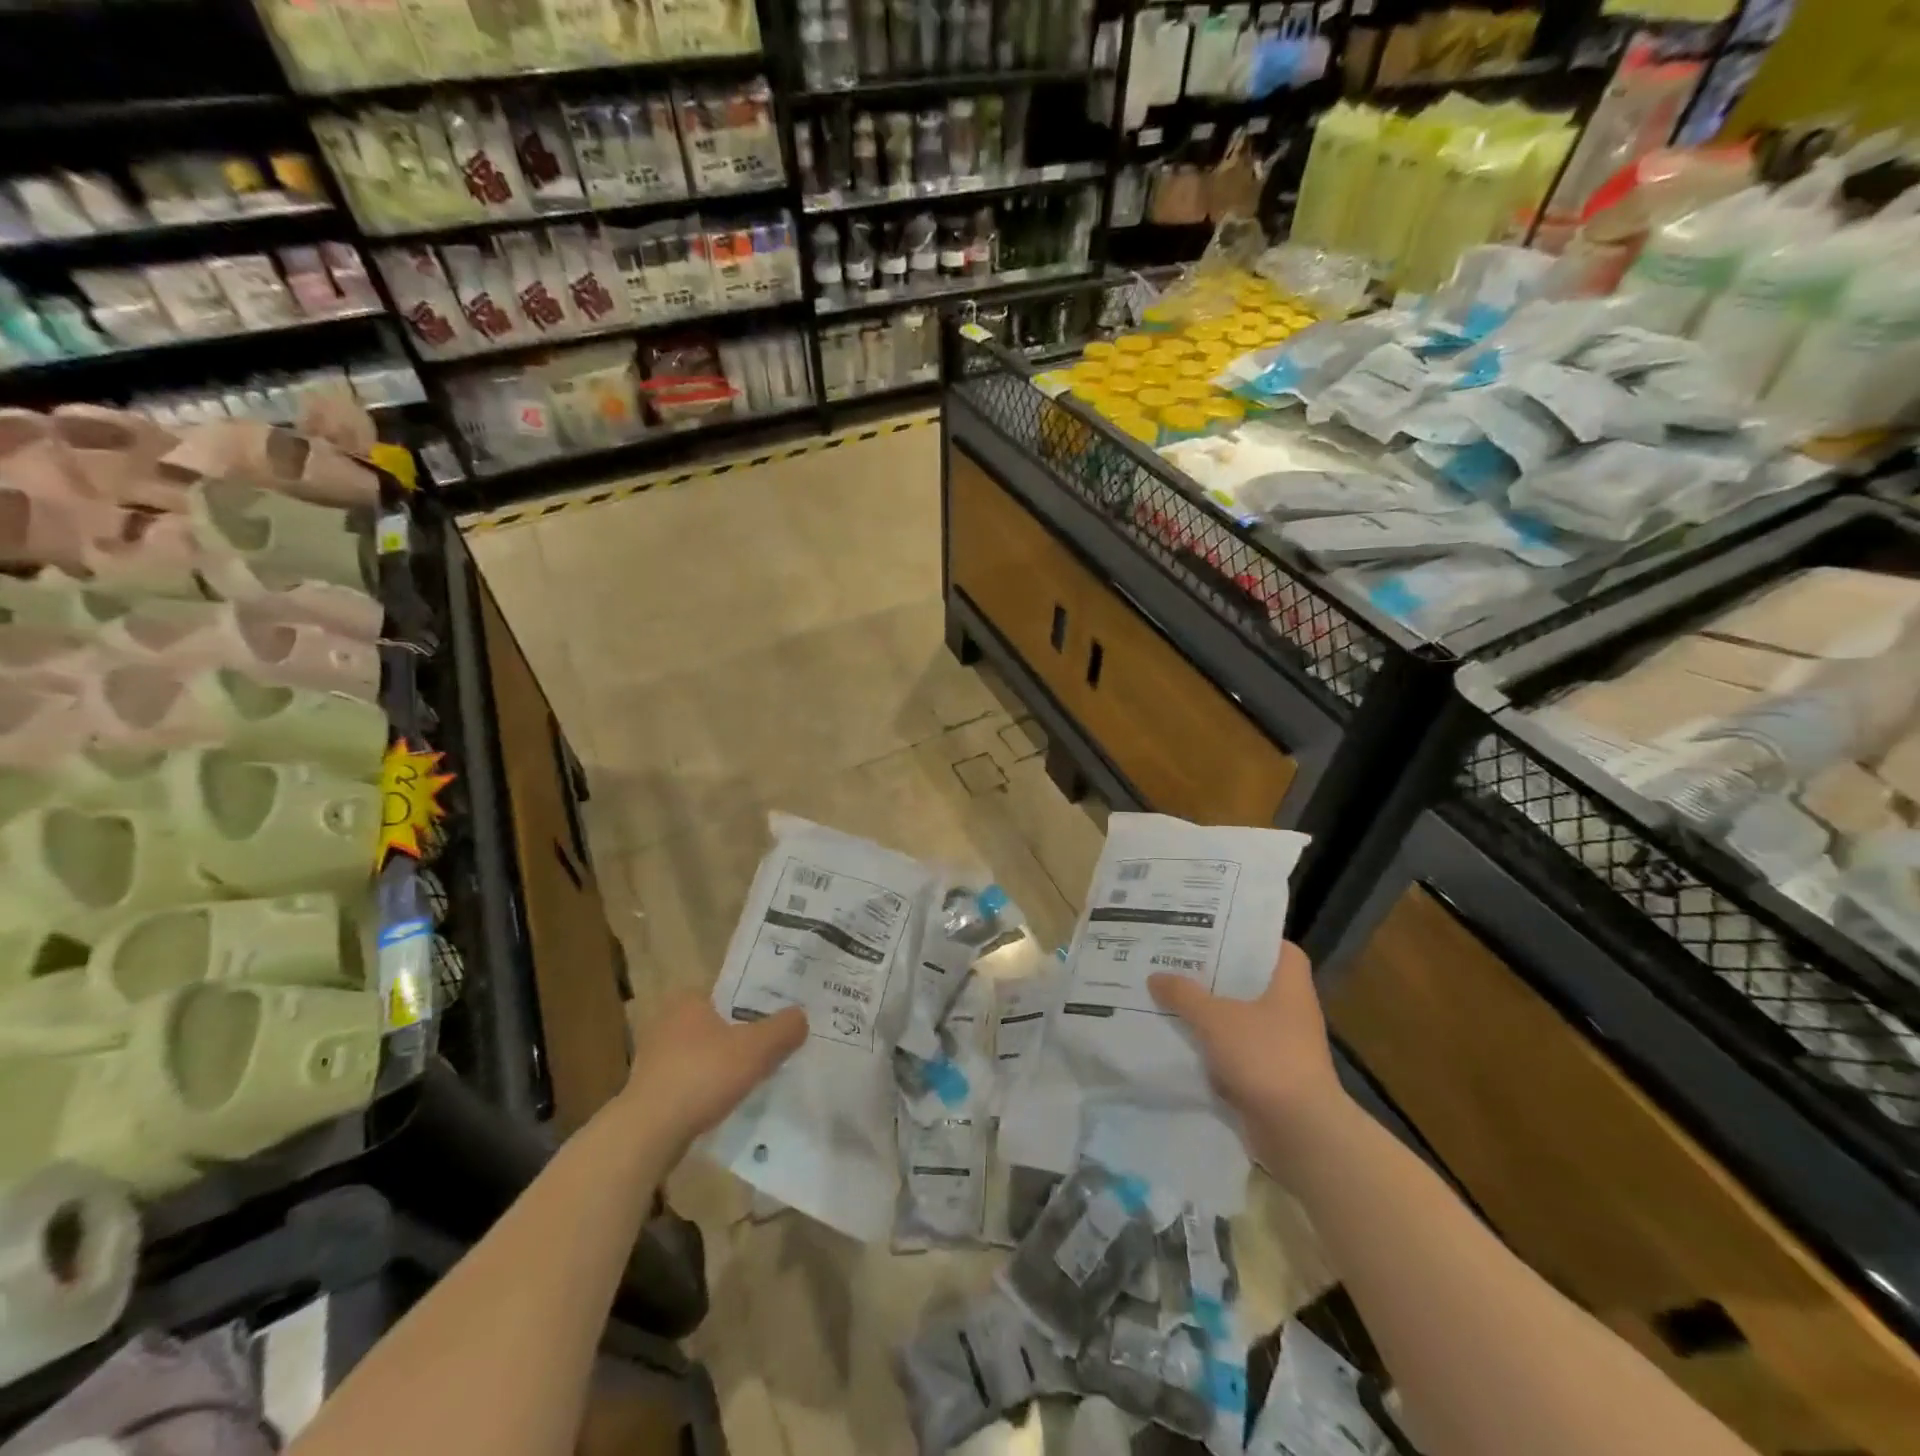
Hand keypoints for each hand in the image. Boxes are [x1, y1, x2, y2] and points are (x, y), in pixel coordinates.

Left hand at [621, 992, 807, 1148]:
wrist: (648, 1133)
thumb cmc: (702, 1076)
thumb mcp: (757, 1048)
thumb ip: (784, 1029)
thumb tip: (801, 1017)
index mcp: (689, 999)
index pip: (731, 992)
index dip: (757, 1004)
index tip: (778, 1018)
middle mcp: (667, 1020)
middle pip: (719, 1023)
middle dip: (743, 1035)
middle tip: (774, 1047)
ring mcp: (655, 1056)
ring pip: (705, 1053)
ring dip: (725, 1064)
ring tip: (756, 1076)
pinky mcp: (651, 1089)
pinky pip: (691, 1079)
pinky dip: (709, 1087)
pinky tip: (727, 1101)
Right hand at [1149, 942, 1349, 1163]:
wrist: (1298, 1131)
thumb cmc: (1265, 1057)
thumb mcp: (1215, 1018)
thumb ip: (1184, 995)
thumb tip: (1156, 977)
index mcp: (1289, 986)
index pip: (1279, 948)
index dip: (1252, 938)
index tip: (1218, 931)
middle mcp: (1291, 1012)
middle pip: (1252, 983)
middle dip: (1218, 974)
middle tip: (1179, 959)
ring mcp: (1282, 1046)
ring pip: (1241, 1019)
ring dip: (1211, 1013)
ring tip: (1171, 995)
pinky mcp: (1270, 1077)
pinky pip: (1236, 1052)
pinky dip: (1213, 1048)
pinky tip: (1180, 1041)